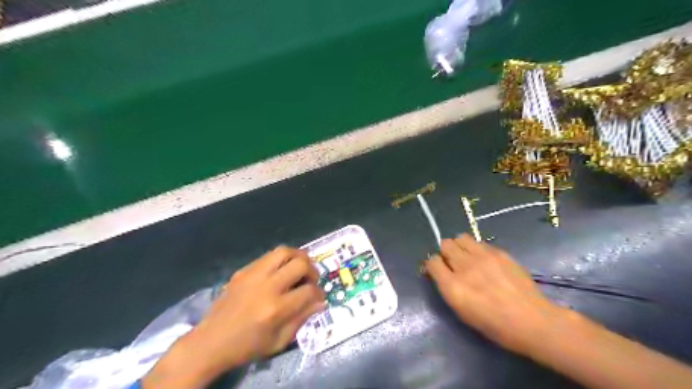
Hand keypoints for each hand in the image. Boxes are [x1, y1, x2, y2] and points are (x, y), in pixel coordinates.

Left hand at [144, 247, 327, 386]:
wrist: (210, 342)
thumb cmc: (247, 347)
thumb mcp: (279, 342)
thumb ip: (302, 319)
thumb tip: (320, 301)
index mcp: (276, 309)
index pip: (310, 291)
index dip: (320, 293)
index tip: (319, 297)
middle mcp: (267, 286)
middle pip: (301, 264)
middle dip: (313, 271)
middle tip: (311, 280)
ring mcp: (253, 274)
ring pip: (284, 251)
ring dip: (298, 257)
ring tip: (300, 267)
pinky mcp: (243, 270)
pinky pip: (268, 256)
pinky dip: (281, 260)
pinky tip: (280, 270)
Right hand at [425, 233, 563, 357]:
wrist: (531, 321)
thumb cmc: (494, 325)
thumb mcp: (462, 311)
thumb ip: (447, 288)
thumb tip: (439, 273)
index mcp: (453, 286)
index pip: (432, 261)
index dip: (433, 265)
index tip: (438, 271)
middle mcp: (464, 267)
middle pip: (445, 244)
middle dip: (445, 253)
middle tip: (454, 263)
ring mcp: (483, 257)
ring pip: (460, 237)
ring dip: (460, 246)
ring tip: (468, 258)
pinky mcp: (499, 252)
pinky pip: (479, 243)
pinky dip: (477, 250)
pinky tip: (486, 262)